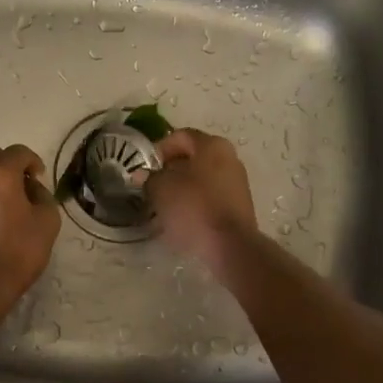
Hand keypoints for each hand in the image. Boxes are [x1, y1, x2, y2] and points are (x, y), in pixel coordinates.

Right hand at [145, 128, 257, 275]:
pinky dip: (195, 202)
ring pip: (202, 178)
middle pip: (193, 157)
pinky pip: (211, 197)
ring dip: (181, 188)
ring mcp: (237, 182)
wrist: (229, 245)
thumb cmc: (193, 207)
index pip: (180, 136)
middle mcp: (229, 158)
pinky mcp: (239, 206)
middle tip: (152, 186)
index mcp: (212, 145)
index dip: (159, 149)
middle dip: (170, 170)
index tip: (146, 167)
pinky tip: (181, 218)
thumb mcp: (161, 189)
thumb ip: (150, 178)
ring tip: (164, 205)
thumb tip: (143, 176)